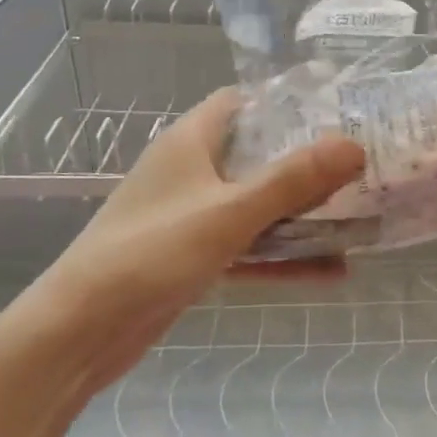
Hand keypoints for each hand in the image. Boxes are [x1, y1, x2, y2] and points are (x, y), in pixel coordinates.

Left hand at [19, 89, 364, 396]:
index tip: (335, 114)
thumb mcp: (228, 213)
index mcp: (190, 142)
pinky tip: (331, 271)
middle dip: (305, 163)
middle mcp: (189, 172)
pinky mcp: (190, 258)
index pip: (241, 103)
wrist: (77, 333)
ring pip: (255, 205)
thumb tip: (354, 145)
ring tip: (357, 217)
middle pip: (255, 155)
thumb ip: (292, 180)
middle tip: (359, 167)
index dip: (286, 104)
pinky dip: (281, 256)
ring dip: (300, 214)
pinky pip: (246, 247)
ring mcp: (189, 217)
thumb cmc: (151, 253)